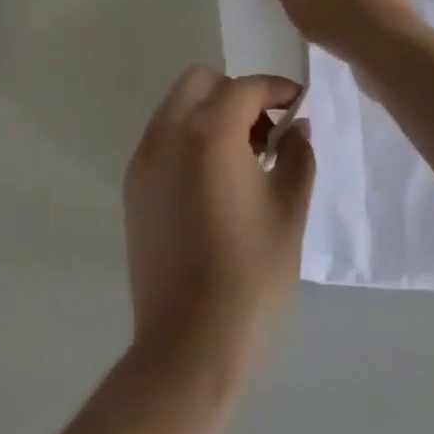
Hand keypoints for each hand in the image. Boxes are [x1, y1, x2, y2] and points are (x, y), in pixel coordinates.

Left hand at [123, 68, 314, 376]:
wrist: (187, 351)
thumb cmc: (249, 277)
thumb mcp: (289, 211)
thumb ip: (297, 155)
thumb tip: (297, 127)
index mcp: (209, 132)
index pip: (246, 87)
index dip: (277, 90)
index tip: (298, 104)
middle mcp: (169, 133)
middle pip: (203, 82)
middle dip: (237, 94)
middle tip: (265, 132)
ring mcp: (145, 159)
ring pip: (178, 105)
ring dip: (212, 113)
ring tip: (243, 160)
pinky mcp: (134, 187)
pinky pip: (164, 137)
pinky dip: (189, 137)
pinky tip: (214, 182)